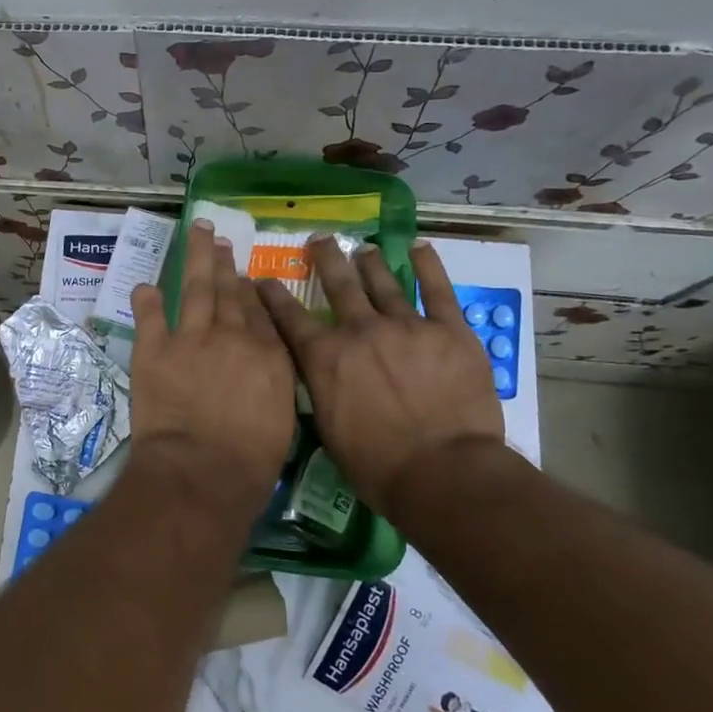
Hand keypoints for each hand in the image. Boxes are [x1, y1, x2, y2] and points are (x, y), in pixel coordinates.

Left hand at [128, 221, 296, 504]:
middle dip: (225, 264)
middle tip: (221, 240)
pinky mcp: (154, 350)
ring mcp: (191, 339)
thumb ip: (273, 383)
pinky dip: (146, 299)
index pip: (260, 312)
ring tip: (198, 234)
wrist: (202, 471)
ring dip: (196, 259)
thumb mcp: (281, 420)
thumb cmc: (250, 462)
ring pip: (195, 289)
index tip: (245, 275)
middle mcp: (232, 336)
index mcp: (268, 355)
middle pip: (229, 291)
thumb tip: (264, 365)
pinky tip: (145, 285)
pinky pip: (149, 316)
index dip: (250, 290)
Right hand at [257, 237, 504, 509]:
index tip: (263, 278)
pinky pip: (438, 291)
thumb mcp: (327, 428)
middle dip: (326, 258)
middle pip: (339, 285)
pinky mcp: (449, 332)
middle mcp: (360, 331)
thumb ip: (318, 388)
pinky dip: (428, 267)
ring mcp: (407, 327)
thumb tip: (314, 369)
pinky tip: (420, 248)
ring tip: (364, 249)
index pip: (290, 317)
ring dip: (370, 262)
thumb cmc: (377, 465)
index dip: (273, 295)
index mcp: (326, 357)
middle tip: (320, 239)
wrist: (442, 472)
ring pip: (383, 283)